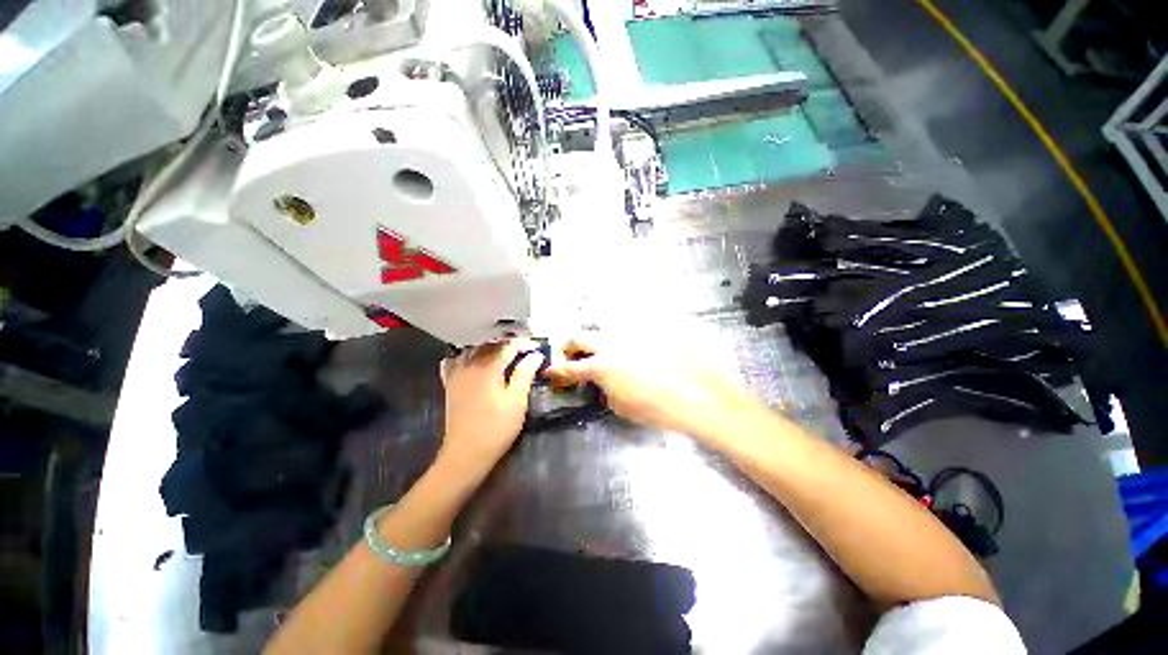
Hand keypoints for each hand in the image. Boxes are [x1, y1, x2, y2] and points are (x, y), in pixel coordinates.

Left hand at [438, 339, 543, 476]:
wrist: (466, 453)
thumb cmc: (497, 427)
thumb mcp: (517, 400)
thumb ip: (525, 374)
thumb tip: (535, 355)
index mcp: (488, 367)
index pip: (508, 347)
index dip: (523, 344)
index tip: (536, 346)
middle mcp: (470, 366)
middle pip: (489, 345)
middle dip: (507, 343)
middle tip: (523, 349)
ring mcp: (457, 375)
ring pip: (472, 351)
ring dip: (488, 347)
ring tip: (503, 351)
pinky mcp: (450, 386)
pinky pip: (454, 362)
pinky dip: (464, 356)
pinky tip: (472, 359)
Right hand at [546, 331, 764, 445]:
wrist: (698, 395)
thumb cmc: (657, 409)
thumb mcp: (622, 407)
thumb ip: (606, 390)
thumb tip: (603, 381)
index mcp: (602, 366)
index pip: (571, 367)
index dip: (558, 369)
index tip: (551, 369)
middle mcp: (611, 343)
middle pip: (580, 336)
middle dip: (571, 345)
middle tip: (573, 354)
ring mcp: (630, 333)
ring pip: (604, 328)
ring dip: (599, 339)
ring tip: (606, 350)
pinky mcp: (648, 329)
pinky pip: (630, 329)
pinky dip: (625, 338)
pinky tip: (634, 347)